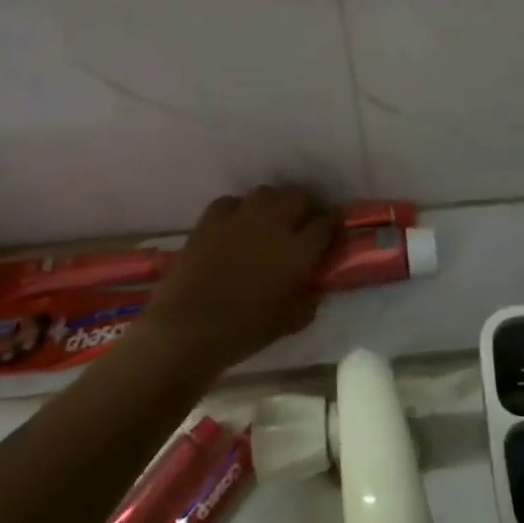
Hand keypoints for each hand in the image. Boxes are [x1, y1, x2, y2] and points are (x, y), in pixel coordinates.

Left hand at [141, 187, 339, 372]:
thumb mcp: (292, 321)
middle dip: (304, 207)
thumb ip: (310, 298)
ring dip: (273, 204)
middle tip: (301, 225)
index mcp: (299, 249)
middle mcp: (274, 223)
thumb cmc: (245, 330)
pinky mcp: (210, 219)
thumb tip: (313, 286)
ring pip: (266, 193)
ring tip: (269, 222)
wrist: (189, 327)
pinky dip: (238, 210)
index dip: (334, 223)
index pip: (328, 222)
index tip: (334, 229)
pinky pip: (231, 202)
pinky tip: (235, 227)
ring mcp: (240, 217)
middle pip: (298, 196)